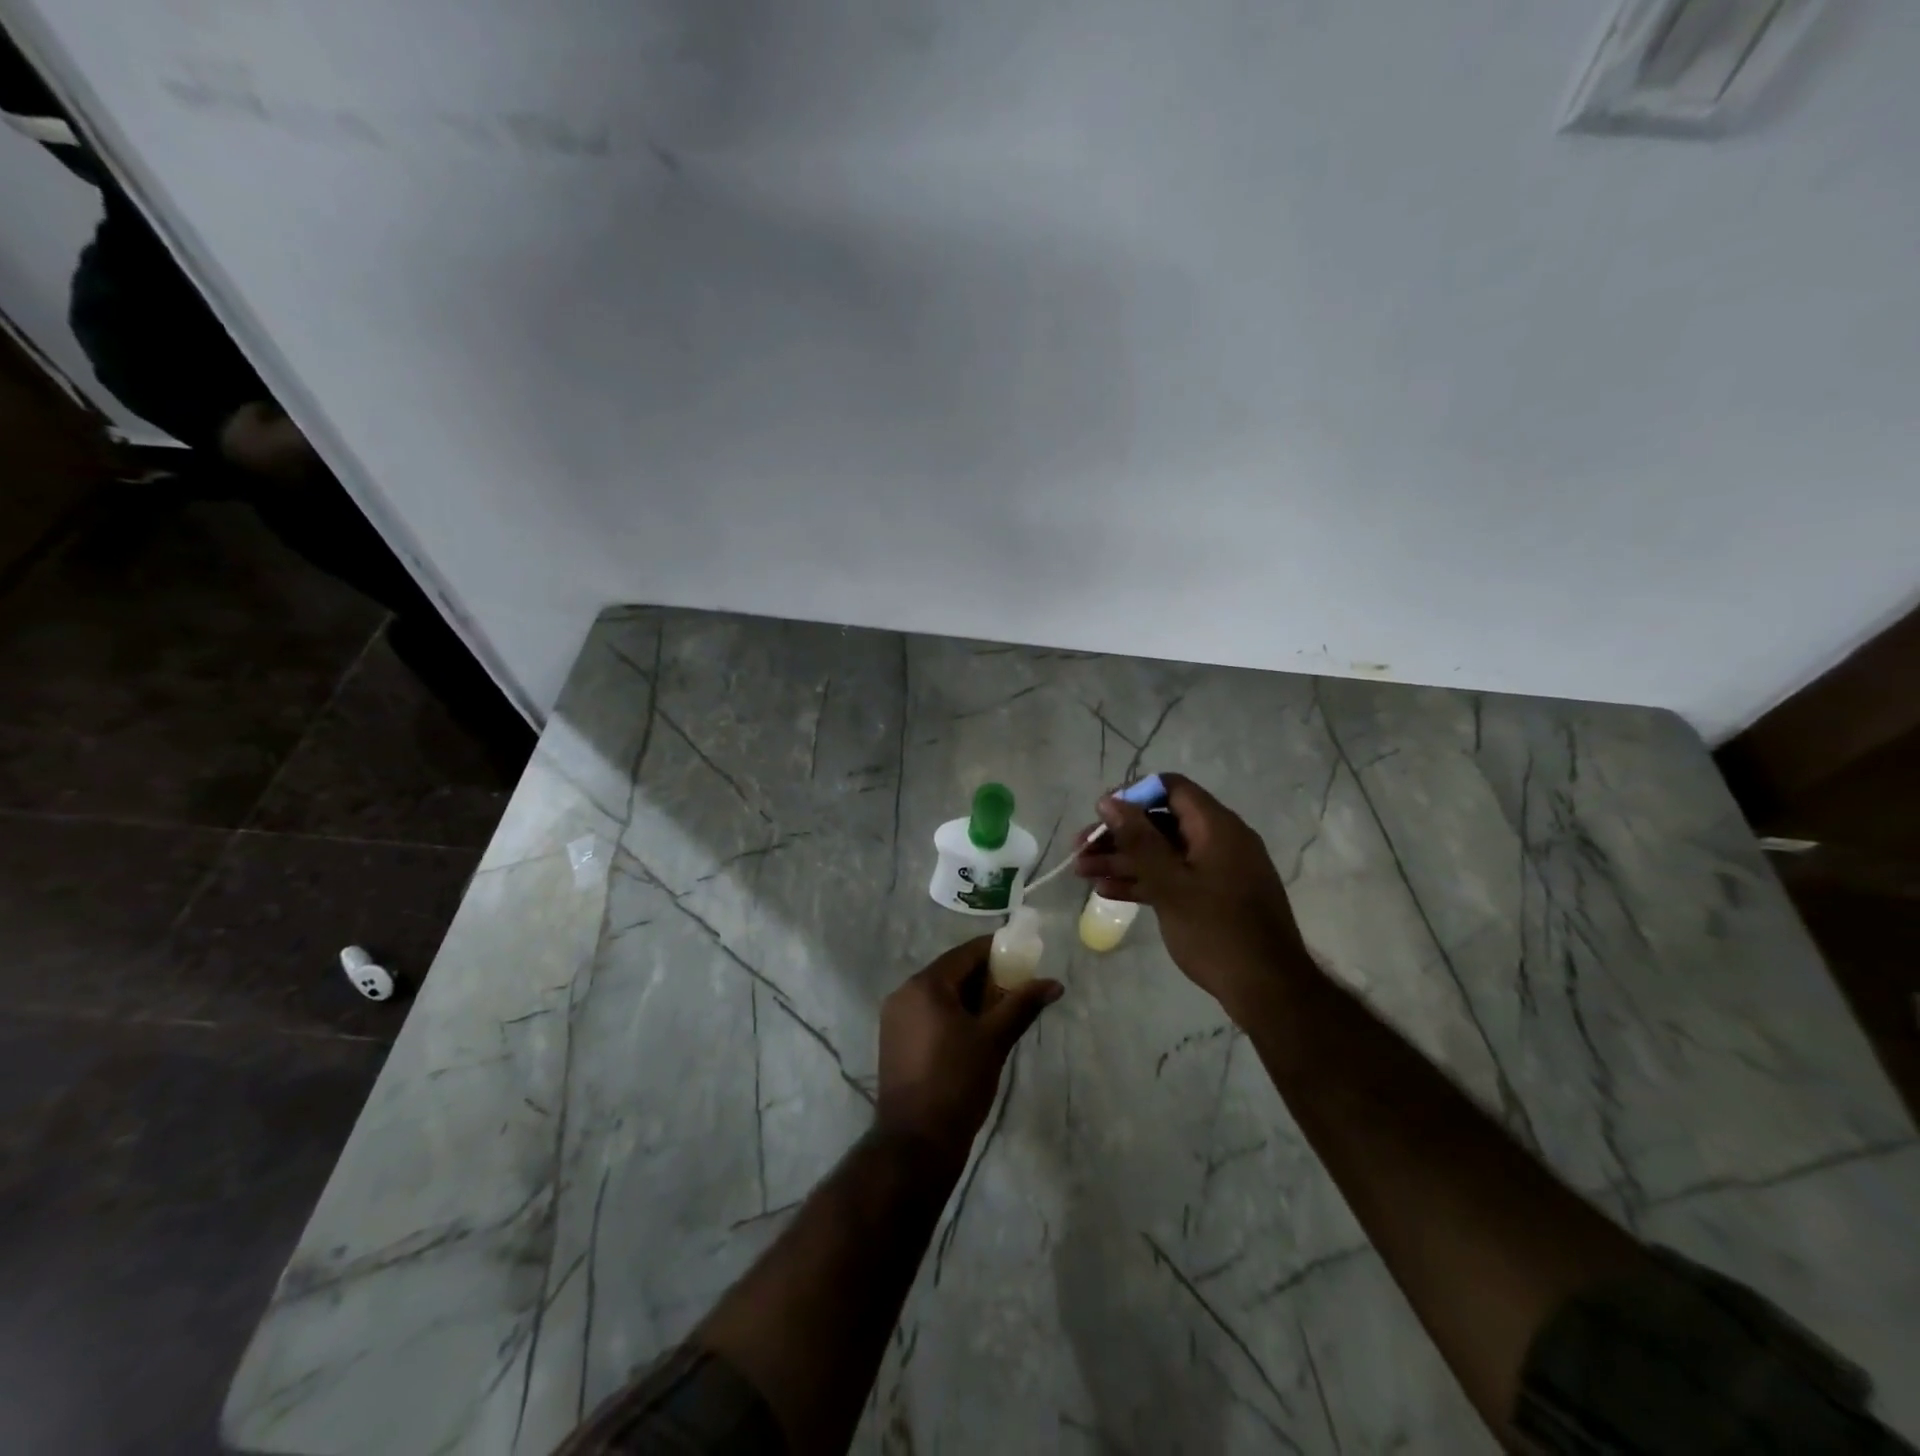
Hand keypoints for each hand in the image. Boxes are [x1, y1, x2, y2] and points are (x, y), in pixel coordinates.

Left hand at [877, 937, 1060, 1161]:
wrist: (916, 1143)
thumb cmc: (957, 1082)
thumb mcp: (994, 1040)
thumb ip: (1022, 1005)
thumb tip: (1054, 984)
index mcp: (925, 985)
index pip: (966, 953)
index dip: (997, 953)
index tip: (1024, 960)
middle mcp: (904, 992)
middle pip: (952, 972)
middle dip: (985, 978)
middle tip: (1018, 991)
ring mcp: (895, 1017)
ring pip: (940, 994)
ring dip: (970, 998)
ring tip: (1001, 1014)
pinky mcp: (894, 1040)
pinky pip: (928, 1013)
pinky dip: (952, 1014)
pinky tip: (974, 1033)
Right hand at [1074, 774, 1310, 1021]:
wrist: (1268, 990)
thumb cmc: (1216, 930)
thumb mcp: (1170, 883)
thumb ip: (1138, 839)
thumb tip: (1109, 801)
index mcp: (1217, 827)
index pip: (1170, 789)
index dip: (1132, 795)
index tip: (1100, 813)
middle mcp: (1220, 840)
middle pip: (1161, 822)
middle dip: (1119, 834)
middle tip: (1081, 849)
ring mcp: (1218, 869)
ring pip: (1164, 852)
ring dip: (1124, 860)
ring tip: (1083, 873)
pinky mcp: (1215, 896)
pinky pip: (1175, 876)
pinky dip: (1145, 880)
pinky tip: (1108, 892)